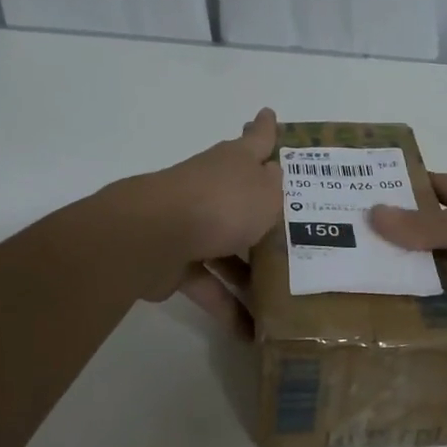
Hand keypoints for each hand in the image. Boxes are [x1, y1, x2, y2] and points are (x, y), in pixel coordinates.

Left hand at [117, 108, 282, 335]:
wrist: (155, 235)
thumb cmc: (221, 204)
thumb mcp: (266, 194)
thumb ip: (276, 188)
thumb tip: (275, 174)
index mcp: (234, 164)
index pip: (256, 139)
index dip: (265, 128)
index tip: (268, 113)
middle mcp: (212, 189)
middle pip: (241, 198)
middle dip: (261, 211)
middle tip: (291, 226)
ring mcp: (191, 225)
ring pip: (228, 249)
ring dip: (250, 273)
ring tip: (282, 296)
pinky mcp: (176, 262)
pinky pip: (209, 285)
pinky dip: (227, 307)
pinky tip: (250, 333)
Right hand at [370, 175, 446, 339]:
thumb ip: (423, 226)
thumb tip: (372, 215)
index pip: (432, 189)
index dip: (399, 192)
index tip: (357, 199)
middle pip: (434, 237)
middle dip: (399, 245)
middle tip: (350, 255)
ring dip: (418, 284)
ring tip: (367, 292)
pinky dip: (442, 315)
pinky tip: (405, 322)